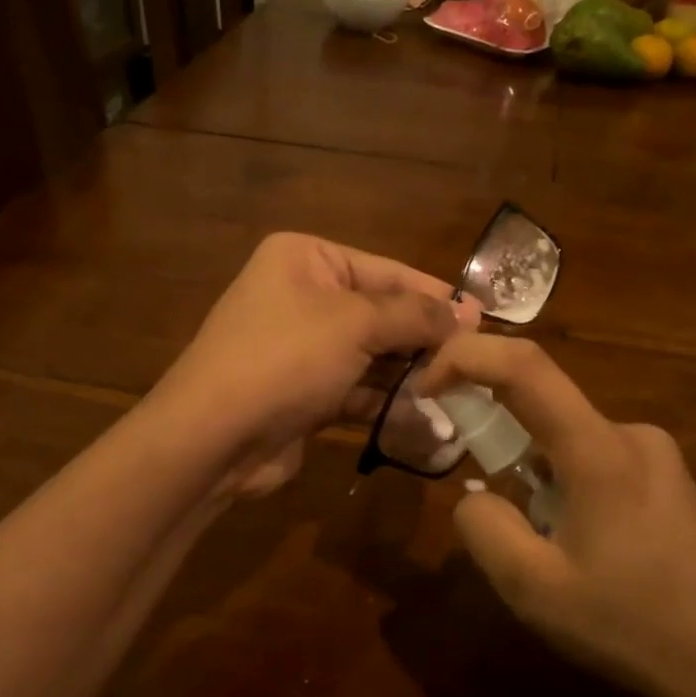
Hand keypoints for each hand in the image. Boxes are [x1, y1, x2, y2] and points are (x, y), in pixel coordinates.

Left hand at [156, 233, 470, 491]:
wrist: (213, 437)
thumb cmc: (285, 359)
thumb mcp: (356, 324)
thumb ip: (414, 315)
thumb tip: (466, 312)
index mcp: (306, 259)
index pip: (386, 270)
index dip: (435, 295)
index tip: (482, 318)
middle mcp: (301, 296)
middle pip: (380, 313)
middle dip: (424, 339)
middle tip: (475, 360)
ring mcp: (300, 348)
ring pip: (371, 355)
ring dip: (409, 374)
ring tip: (457, 390)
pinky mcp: (303, 392)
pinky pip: (355, 388)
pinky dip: (385, 401)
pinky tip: (424, 415)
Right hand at [419, 334, 695, 696]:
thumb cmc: (634, 627)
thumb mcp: (534, 590)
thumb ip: (484, 528)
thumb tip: (475, 495)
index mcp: (600, 450)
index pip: (524, 366)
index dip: (465, 357)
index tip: (428, 388)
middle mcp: (632, 435)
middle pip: (544, 411)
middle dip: (501, 447)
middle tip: (500, 519)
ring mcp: (660, 457)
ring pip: (569, 444)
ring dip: (538, 481)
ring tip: (555, 557)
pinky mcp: (673, 482)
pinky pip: (599, 464)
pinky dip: (569, 490)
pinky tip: (591, 555)